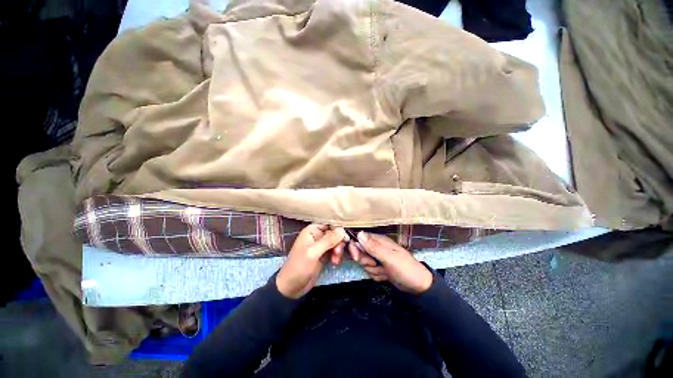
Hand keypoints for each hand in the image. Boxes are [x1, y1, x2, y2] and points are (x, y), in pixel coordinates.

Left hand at [276, 224, 347, 298]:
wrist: (292, 288)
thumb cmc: (299, 267)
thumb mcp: (313, 253)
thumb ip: (328, 241)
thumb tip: (342, 230)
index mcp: (312, 230)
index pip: (329, 223)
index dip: (338, 229)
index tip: (345, 238)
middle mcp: (317, 235)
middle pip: (335, 233)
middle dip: (339, 242)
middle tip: (338, 252)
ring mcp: (321, 245)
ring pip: (336, 242)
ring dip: (339, 250)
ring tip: (335, 260)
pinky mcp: (324, 255)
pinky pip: (335, 251)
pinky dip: (337, 256)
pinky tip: (335, 263)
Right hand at [349, 231, 432, 293]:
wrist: (418, 286)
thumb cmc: (405, 269)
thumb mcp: (388, 258)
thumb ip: (373, 247)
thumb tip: (359, 234)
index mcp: (379, 240)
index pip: (359, 239)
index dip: (355, 248)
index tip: (356, 257)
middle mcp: (377, 247)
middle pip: (360, 252)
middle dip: (366, 261)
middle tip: (375, 264)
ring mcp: (378, 258)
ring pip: (364, 263)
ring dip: (372, 270)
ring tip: (384, 271)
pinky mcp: (379, 267)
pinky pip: (370, 271)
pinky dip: (376, 275)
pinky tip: (385, 276)